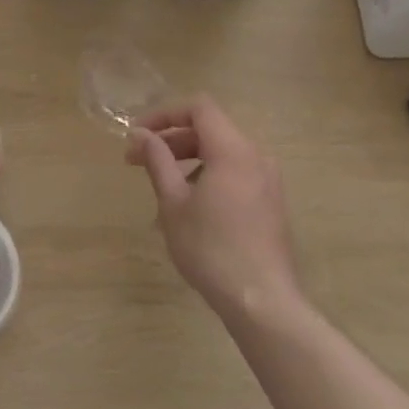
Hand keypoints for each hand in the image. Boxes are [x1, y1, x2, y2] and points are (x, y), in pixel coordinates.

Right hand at [127, 96, 302, 322]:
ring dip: (188, 159)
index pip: (199, 108)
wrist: (260, 299)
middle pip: (211, 129)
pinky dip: (209, 175)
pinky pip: (236, 173)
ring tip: (162, 187)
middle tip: (138, 161)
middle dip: (172, 139)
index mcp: (233, 150)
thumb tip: (141, 135)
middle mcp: (256, 156)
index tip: (138, 135)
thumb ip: (157, 161)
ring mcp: (268, 180)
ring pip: (223, 153)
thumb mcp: (173, 203)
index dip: (164, 114)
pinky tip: (190, 207)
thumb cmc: (210, 248)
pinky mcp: (271, 202)